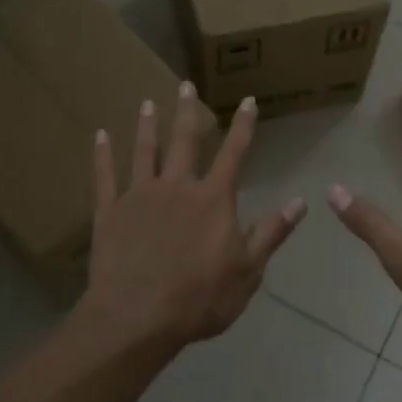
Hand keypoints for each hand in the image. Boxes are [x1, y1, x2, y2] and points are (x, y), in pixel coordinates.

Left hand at [84, 83, 305, 346]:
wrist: (137, 317)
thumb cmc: (199, 298)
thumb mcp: (248, 271)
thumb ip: (271, 232)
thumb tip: (301, 202)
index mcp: (213, 199)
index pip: (234, 154)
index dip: (243, 126)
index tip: (247, 101)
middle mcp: (177, 186)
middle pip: (184, 141)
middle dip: (187, 112)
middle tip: (184, 84)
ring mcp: (139, 195)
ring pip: (144, 151)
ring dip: (146, 126)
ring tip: (146, 103)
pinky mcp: (109, 211)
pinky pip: (104, 176)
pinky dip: (102, 154)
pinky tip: (99, 135)